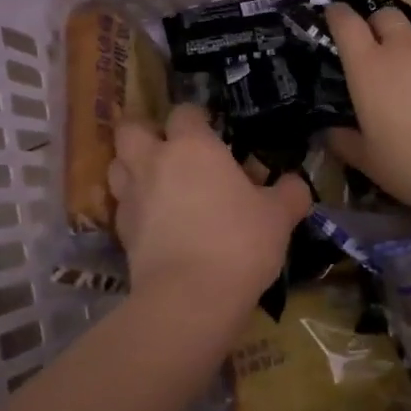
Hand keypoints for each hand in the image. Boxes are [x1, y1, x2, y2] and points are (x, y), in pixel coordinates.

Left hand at [109, 104, 310, 319]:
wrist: (189, 297)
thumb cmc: (238, 243)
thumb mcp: (278, 217)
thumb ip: (289, 193)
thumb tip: (295, 184)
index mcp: (192, 146)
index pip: (184, 112)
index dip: (196, 117)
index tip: (210, 129)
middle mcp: (154, 162)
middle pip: (131, 129)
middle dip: (145, 133)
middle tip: (169, 149)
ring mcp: (131, 196)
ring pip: (116, 165)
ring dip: (130, 166)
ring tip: (154, 181)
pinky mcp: (121, 231)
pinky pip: (119, 205)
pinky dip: (131, 205)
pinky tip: (151, 220)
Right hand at [325, 2, 410, 214]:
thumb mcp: (369, 162)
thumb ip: (345, 142)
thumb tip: (331, 133)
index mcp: (370, 68)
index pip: (347, 24)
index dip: (338, 15)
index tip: (335, 14)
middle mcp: (407, 51)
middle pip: (388, 16)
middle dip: (379, 24)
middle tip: (378, 48)